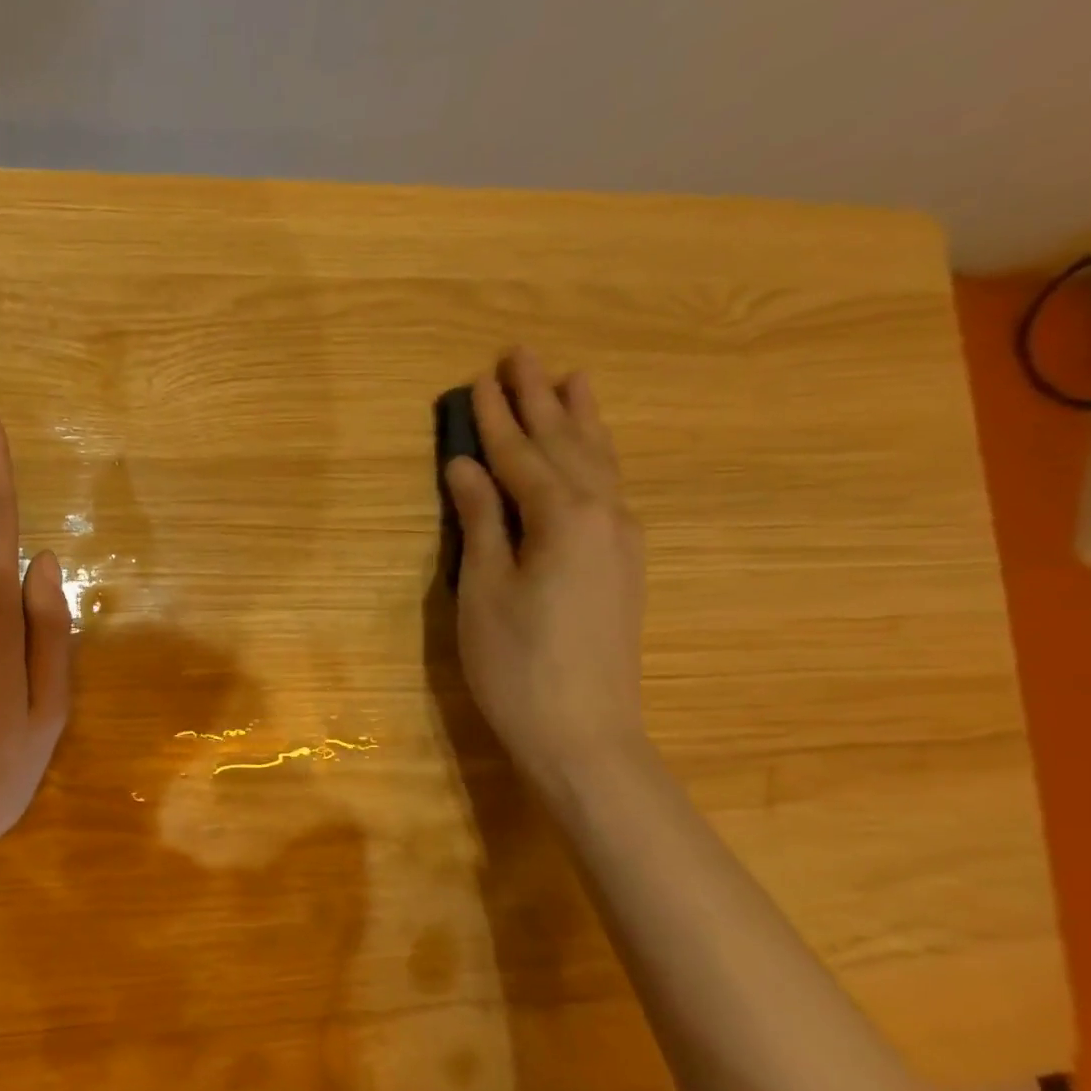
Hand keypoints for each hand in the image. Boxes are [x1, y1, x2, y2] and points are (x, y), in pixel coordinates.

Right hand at [443, 350, 648, 793]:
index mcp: (562, 517)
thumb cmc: (517, 664)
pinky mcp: (625, 564)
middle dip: (540, 400)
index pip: (521, 455)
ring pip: (599, 463)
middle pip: (566, 445)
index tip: (478, 379)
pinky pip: (611, 489)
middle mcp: (603, 514)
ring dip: (580, 420)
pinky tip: (594, 453)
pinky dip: (597, 458)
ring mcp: (622, 539)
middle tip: (522, 355)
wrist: (584, 734)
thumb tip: (466, 466)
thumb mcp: (483, 590)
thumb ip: (480, 521)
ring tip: (573, 378)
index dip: (495, 418)